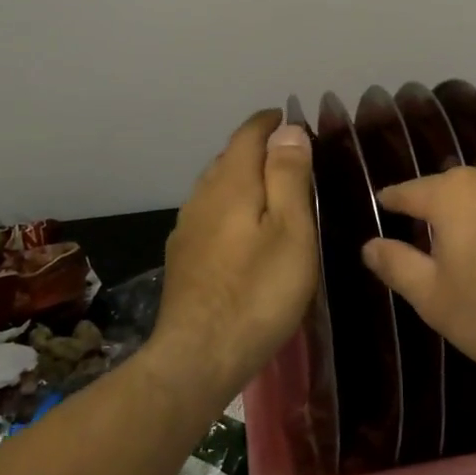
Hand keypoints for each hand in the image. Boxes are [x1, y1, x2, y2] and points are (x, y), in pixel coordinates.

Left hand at [148, 110, 318, 408]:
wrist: (199, 356)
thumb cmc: (258, 292)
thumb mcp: (291, 230)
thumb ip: (288, 176)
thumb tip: (287, 129)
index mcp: (230, 183)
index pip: (248, 134)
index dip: (270, 122)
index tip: (292, 118)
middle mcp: (202, 196)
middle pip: (229, 157)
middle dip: (258, 148)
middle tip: (292, 156)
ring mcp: (187, 228)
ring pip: (217, 187)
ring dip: (242, 178)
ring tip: (271, 189)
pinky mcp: (183, 257)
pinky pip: (209, 214)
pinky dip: (231, 207)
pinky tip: (243, 231)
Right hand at [361, 162, 475, 392]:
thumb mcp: (435, 298)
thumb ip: (397, 266)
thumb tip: (369, 245)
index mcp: (452, 193)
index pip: (409, 191)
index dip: (392, 201)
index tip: (382, 204)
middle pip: (452, 189)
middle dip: (438, 210)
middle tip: (427, 238)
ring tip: (473, 246)